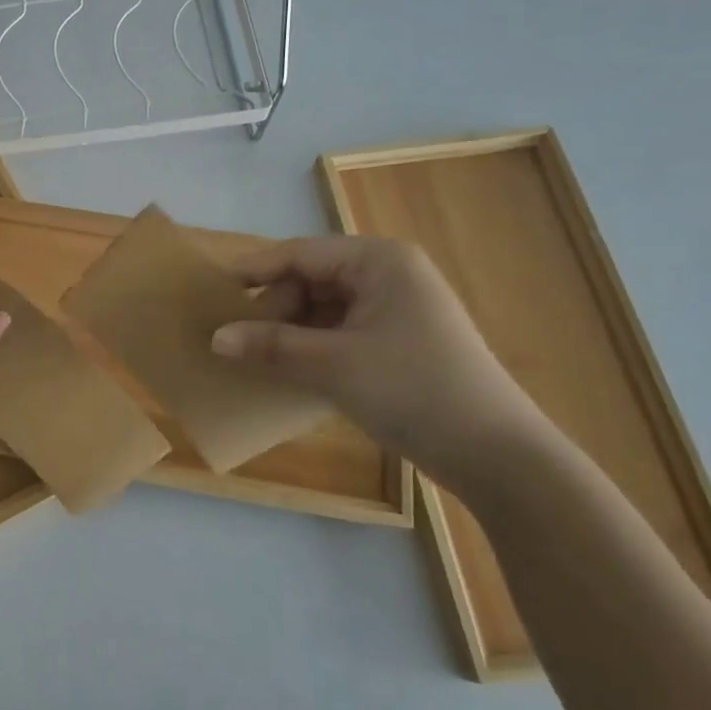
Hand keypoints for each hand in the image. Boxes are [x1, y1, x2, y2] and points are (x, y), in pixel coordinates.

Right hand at [210, 236, 553, 494]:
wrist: (497, 456)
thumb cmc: (412, 390)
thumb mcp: (332, 365)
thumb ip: (270, 345)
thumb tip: (215, 337)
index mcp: (379, 261)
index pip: (299, 254)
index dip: (253, 271)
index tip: (213, 293)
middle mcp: (389, 274)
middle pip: (310, 279)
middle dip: (274, 308)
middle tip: (240, 341)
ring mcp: (397, 308)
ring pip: (323, 307)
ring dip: (290, 331)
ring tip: (259, 357)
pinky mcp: (399, 341)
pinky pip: (341, 330)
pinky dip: (313, 346)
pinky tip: (291, 370)